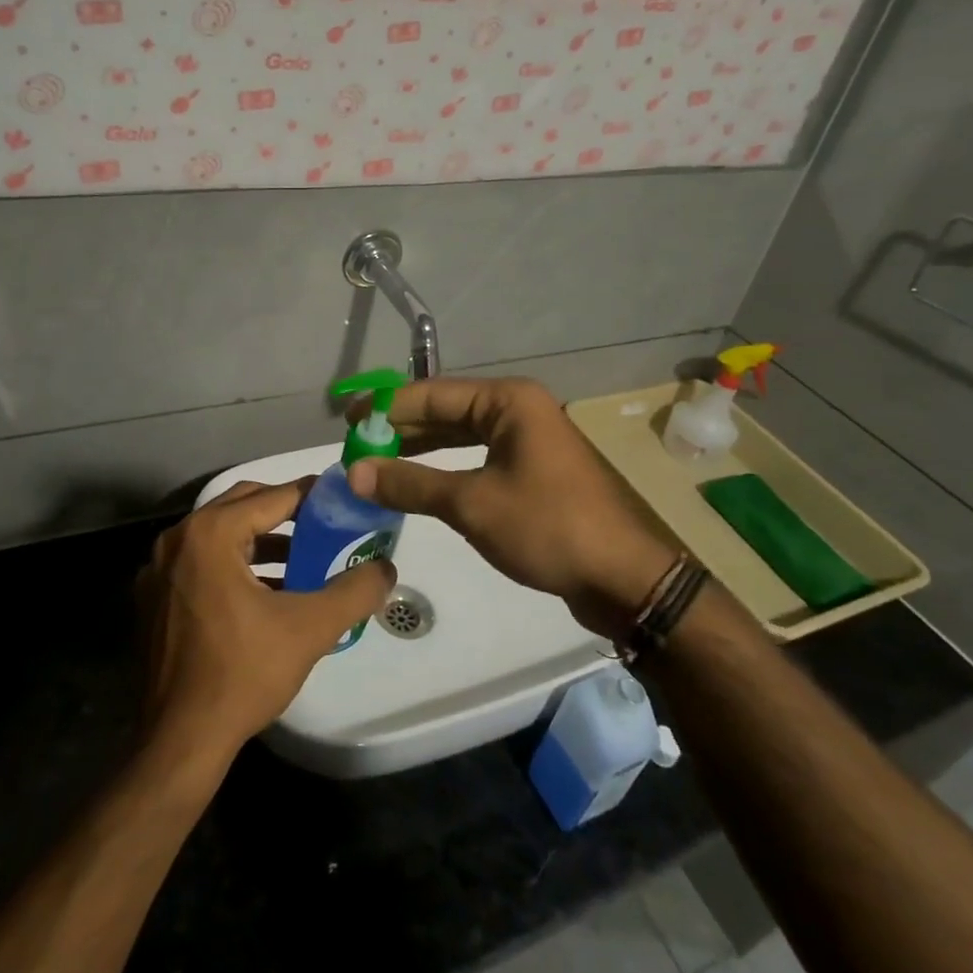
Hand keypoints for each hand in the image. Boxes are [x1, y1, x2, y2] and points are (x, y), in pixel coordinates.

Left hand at [135, 479, 395, 768]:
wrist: (178, 743)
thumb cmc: (242, 675)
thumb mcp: (310, 629)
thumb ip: (354, 591)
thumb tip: (387, 568)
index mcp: (210, 534)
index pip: (273, 496)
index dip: (312, 496)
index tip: (343, 501)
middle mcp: (178, 539)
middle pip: (242, 505)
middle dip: (284, 512)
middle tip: (323, 526)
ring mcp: (158, 569)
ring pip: (219, 534)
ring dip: (260, 540)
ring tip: (301, 560)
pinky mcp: (152, 597)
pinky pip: (199, 561)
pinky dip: (232, 564)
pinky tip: (263, 593)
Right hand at [347, 377, 678, 637]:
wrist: (625, 578)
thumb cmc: (548, 527)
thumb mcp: (471, 504)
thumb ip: (410, 483)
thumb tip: (354, 473)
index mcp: (508, 401)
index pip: (432, 394)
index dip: (386, 407)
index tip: (347, 422)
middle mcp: (518, 410)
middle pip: (446, 411)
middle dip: (401, 429)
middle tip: (356, 446)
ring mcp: (528, 440)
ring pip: (461, 435)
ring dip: (420, 449)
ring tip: (377, 463)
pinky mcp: (532, 470)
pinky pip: (477, 458)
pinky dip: (445, 468)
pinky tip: (417, 482)